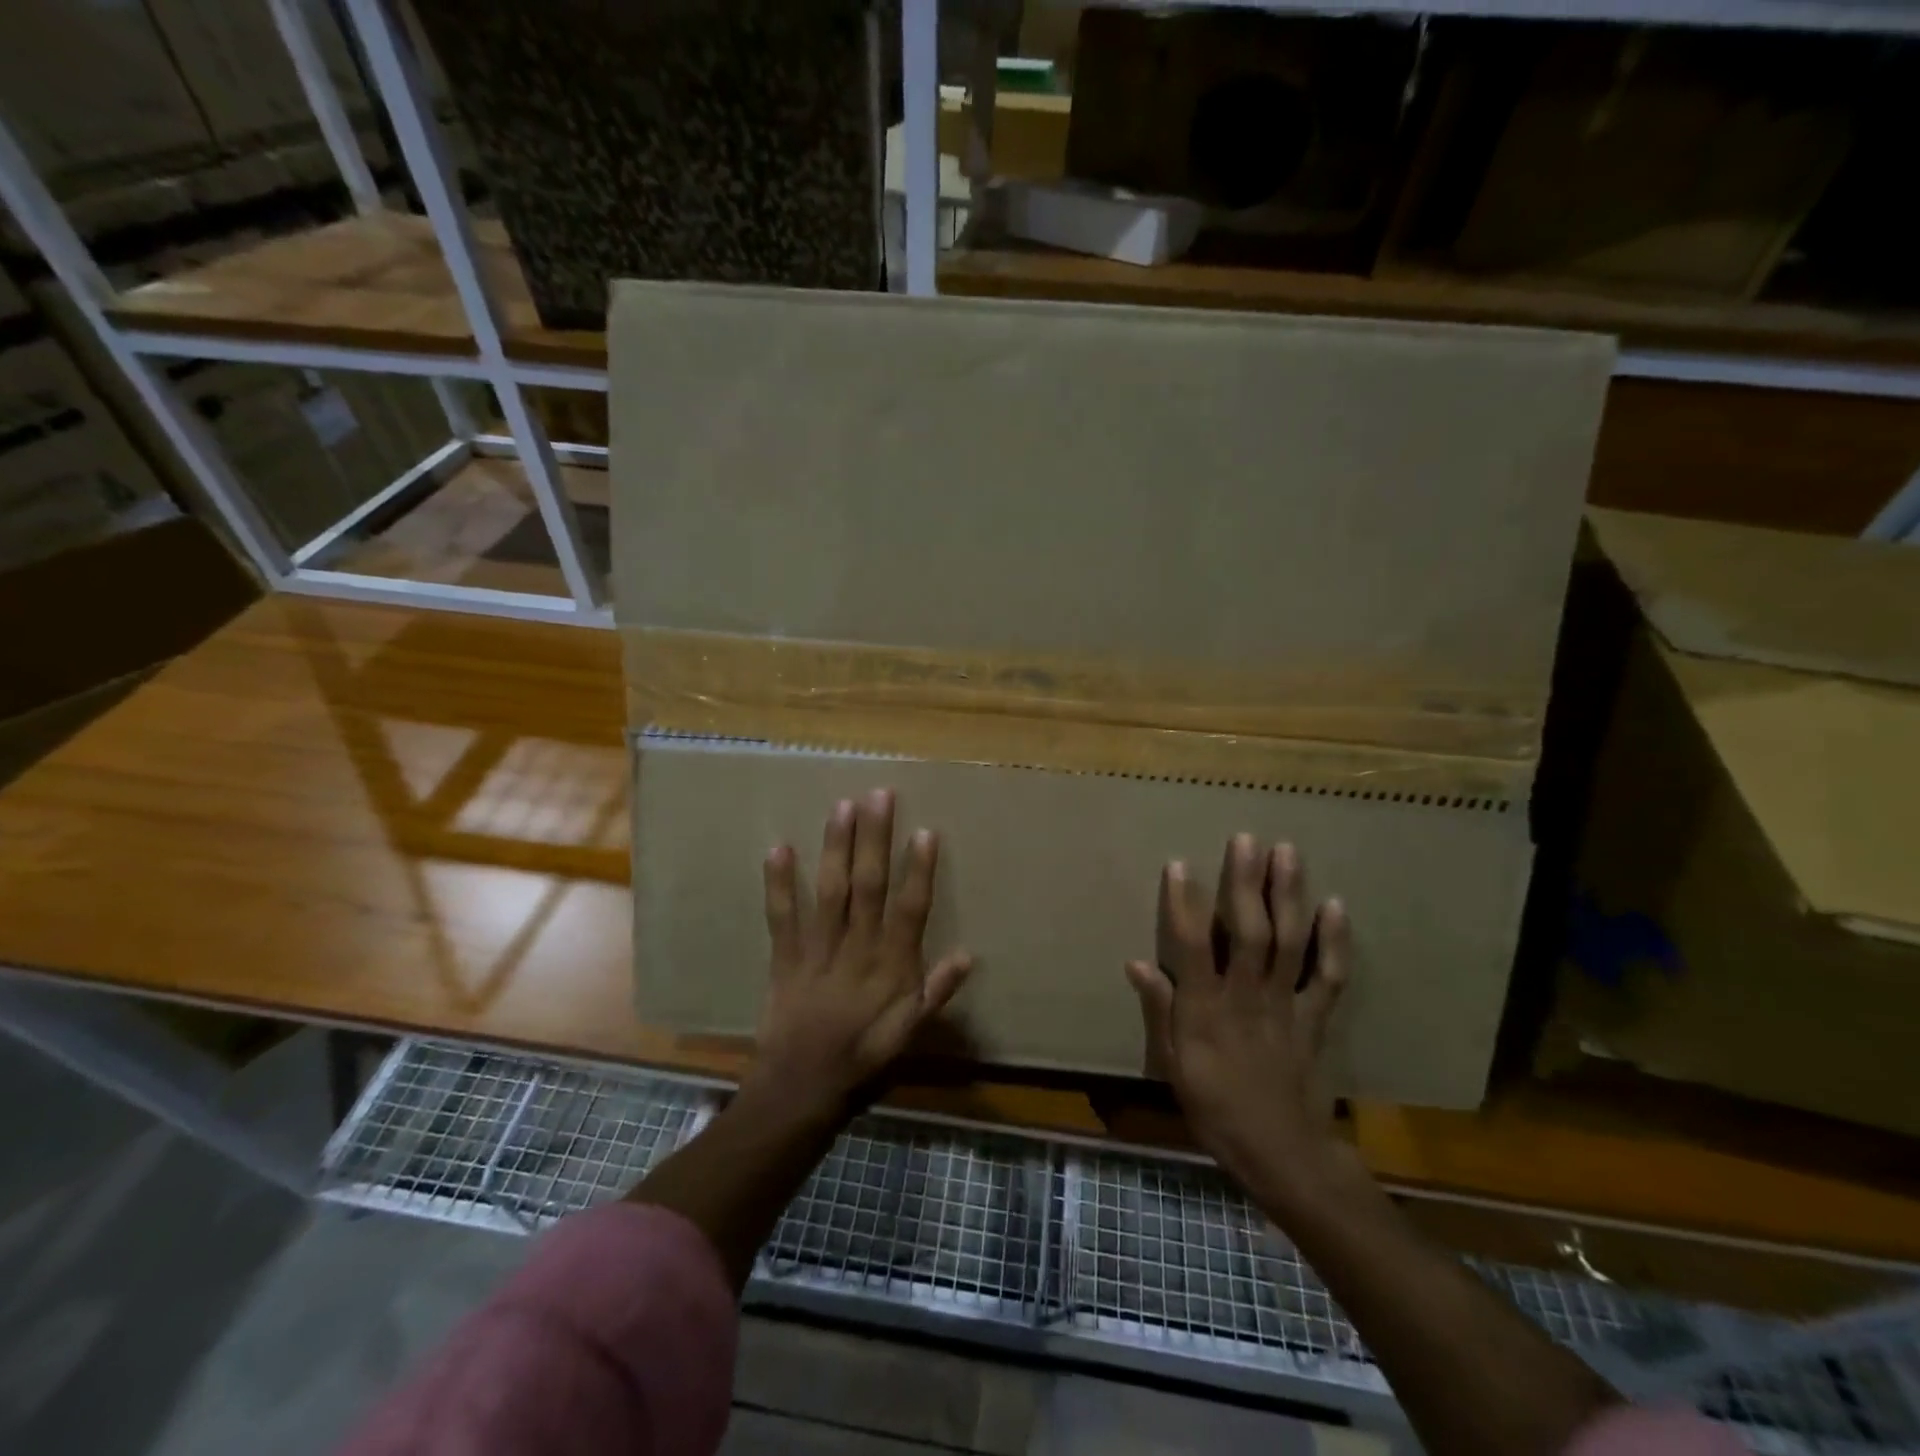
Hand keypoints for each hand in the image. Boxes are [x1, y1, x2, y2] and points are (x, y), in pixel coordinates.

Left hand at [747, 788, 972, 1125]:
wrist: (802, 1087)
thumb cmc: (864, 1057)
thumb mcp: (912, 1032)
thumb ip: (938, 992)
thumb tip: (969, 954)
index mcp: (892, 966)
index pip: (911, 909)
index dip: (919, 869)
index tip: (925, 831)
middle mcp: (858, 949)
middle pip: (869, 886)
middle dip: (875, 839)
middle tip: (879, 796)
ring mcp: (818, 950)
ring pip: (830, 891)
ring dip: (836, 847)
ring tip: (842, 807)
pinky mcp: (784, 957)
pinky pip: (781, 916)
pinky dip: (779, 883)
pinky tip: (779, 848)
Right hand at [1125, 835, 1351, 1199]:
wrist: (1282, 1152)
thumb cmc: (1216, 1108)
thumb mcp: (1174, 1065)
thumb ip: (1160, 1011)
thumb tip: (1136, 963)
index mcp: (1207, 1008)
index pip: (1192, 944)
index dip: (1182, 902)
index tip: (1178, 864)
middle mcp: (1247, 995)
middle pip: (1248, 930)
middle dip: (1246, 882)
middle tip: (1246, 839)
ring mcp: (1286, 1003)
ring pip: (1289, 941)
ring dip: (1288, 895)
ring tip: (1287, 852)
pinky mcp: (1315, 1017)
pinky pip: (1329, 975)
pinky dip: (1335, 941)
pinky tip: (1335, 905)